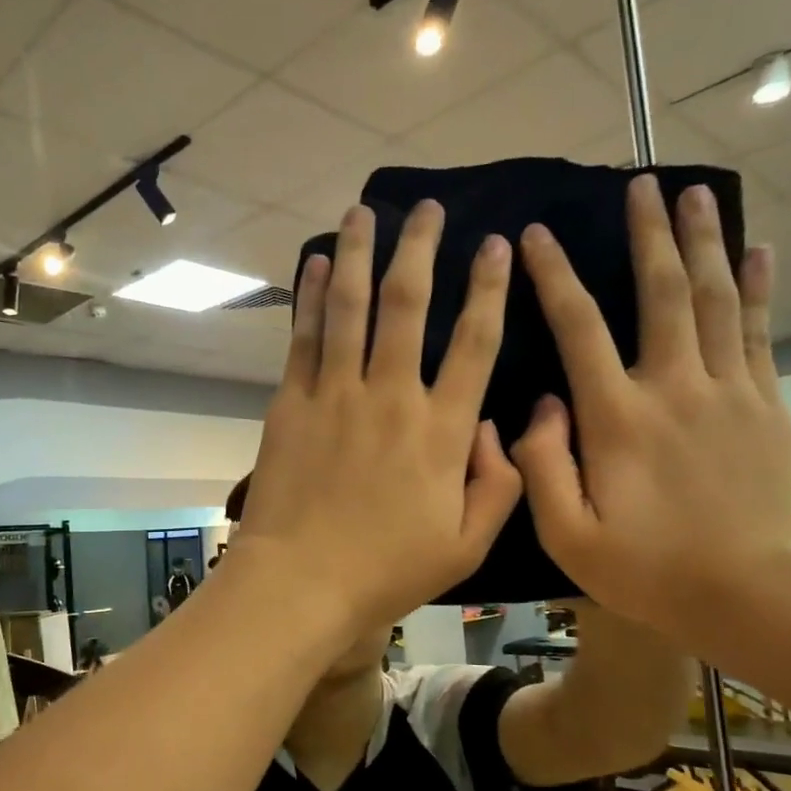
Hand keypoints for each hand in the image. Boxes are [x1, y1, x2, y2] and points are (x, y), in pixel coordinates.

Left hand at [232, 200, 521, 631]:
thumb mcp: (466, 545)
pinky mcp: (291, 403)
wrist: (300, 582)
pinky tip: (314, 263)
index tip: (496, 245)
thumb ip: (499, 484)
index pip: (476, 342)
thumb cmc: (386, 570)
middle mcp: (391, 396)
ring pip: (350, 307)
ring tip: (364, 210)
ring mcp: (335, 394)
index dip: (491, 289)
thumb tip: (495, 426)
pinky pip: (303, 338)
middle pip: (409, 305)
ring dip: (358, 253)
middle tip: (430, 208)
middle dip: (422, 248)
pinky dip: (308, 296)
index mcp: (442, 430)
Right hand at [509, 175, 790, 646]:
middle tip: (641, 182)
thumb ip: (541, 466)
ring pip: (714, 300)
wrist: (746, 595)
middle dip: (649, 234)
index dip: (554, 276)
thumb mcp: (566, 534)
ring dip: (703, 242)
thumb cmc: (644, 568)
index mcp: (617, 418)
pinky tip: (758, 250)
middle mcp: (674, 388)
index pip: (579, 328)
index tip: (536, 235)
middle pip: (662, 293)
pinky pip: (758, 333)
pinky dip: (757, 287)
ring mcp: (727, 393)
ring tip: (694, 193)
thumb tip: (539, 404)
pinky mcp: (763, 407)